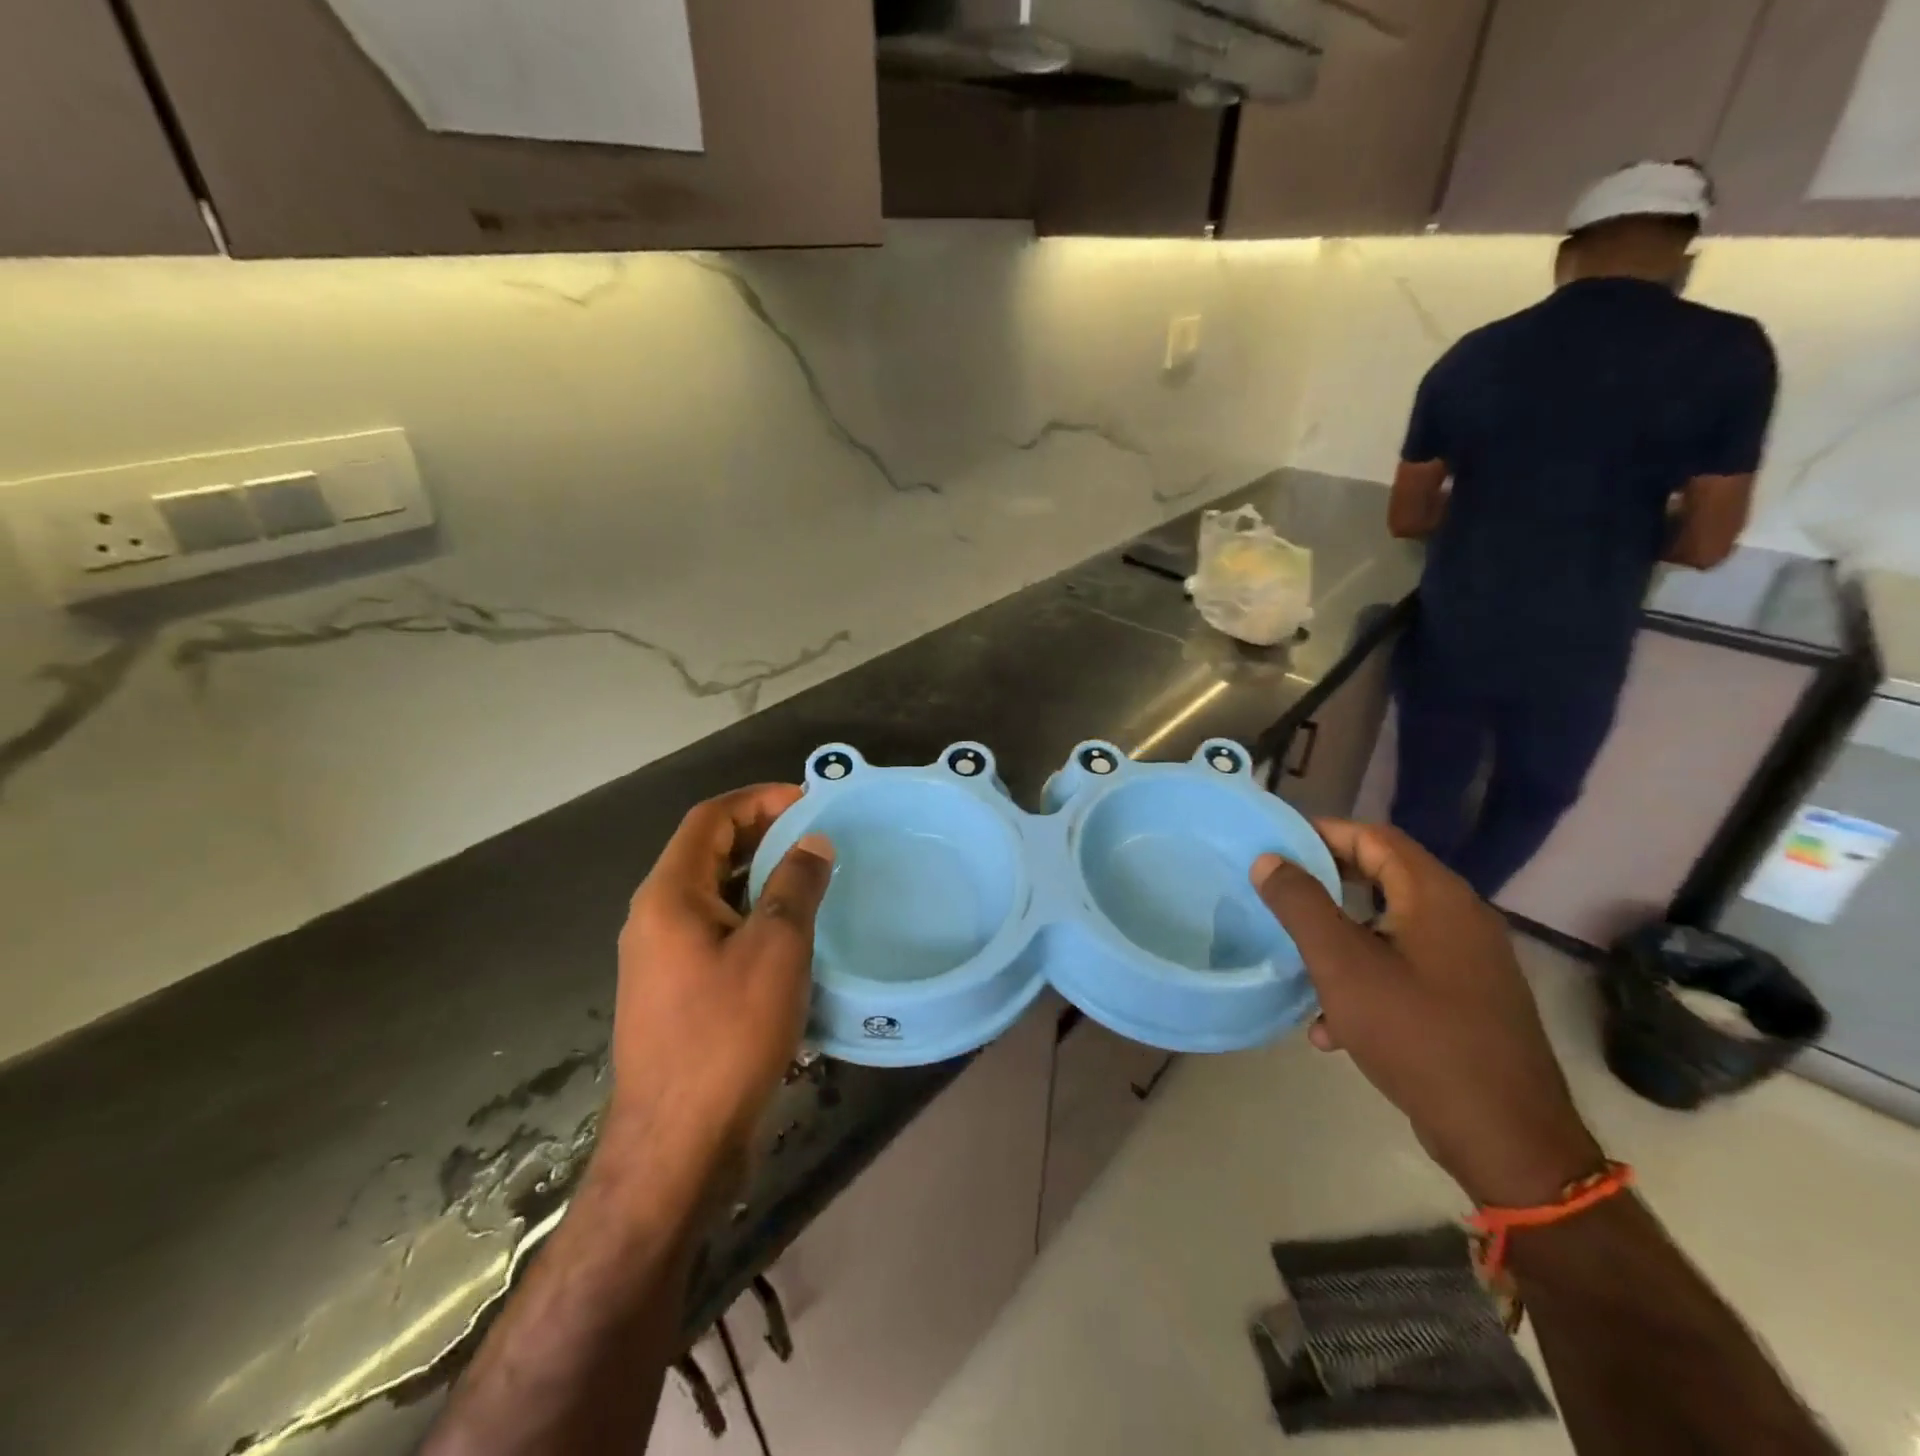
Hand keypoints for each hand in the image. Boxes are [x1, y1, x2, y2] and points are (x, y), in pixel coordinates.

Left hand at [603, 785, 833, 1192]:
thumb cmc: (727, 1034)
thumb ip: (796, 885)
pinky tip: (790, 935)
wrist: (678, 1144)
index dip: (758, 799)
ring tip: (811, 877)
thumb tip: (813, 842)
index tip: (808, 800)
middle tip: (815, 835)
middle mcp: (654, 918)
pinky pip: (714, 931)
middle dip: (761, 834)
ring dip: (758, 876)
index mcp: (669, 895)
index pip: (710, 819)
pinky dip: (751, 915)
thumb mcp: (776, 949)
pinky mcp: (674, 992)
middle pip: (707, 852)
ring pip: (712, 894)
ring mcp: (660, 958)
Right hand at [1252, 821, 1601, 1207]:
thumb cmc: (1417, 1035)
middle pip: (1384, 877)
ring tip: (1298, 960)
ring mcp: (1469, 962)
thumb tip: (1269, 860)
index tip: (1278, 845)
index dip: (1324, 833)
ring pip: (1389, 927)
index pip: (1375, 837)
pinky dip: (1366, 979)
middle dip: (1327, 883)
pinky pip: (1406, 969)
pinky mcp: (1468, 1000)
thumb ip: (1301, 905)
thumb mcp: (1342, 965)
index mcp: (1437, 897)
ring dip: (1341, 938)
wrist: (1505, 1137)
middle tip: (1280, 892)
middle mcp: (1461, 918)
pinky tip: (1330, 1026)